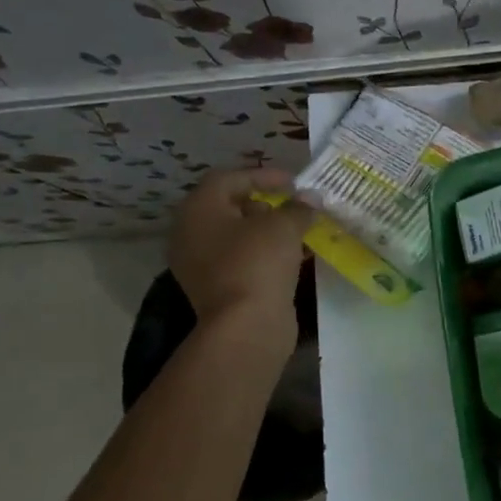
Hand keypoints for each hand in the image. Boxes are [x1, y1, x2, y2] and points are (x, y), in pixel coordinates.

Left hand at [166, 169, 314, 346]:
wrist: (246, 326)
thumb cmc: (258, 263)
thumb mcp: (284, 227)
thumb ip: (298, 208)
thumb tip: (310, 198)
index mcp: (198, 209)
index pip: (229, 178)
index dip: (263, 175)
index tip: (294, 182)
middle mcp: (190, 233)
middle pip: (228, 207)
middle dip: (264, 203)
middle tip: (293, 206)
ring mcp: (199, 264)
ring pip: (235, 236)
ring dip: (266, 231)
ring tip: (298, 231)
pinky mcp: (215, 288)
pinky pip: (240, 260)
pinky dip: (263, 254)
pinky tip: (292, 257)